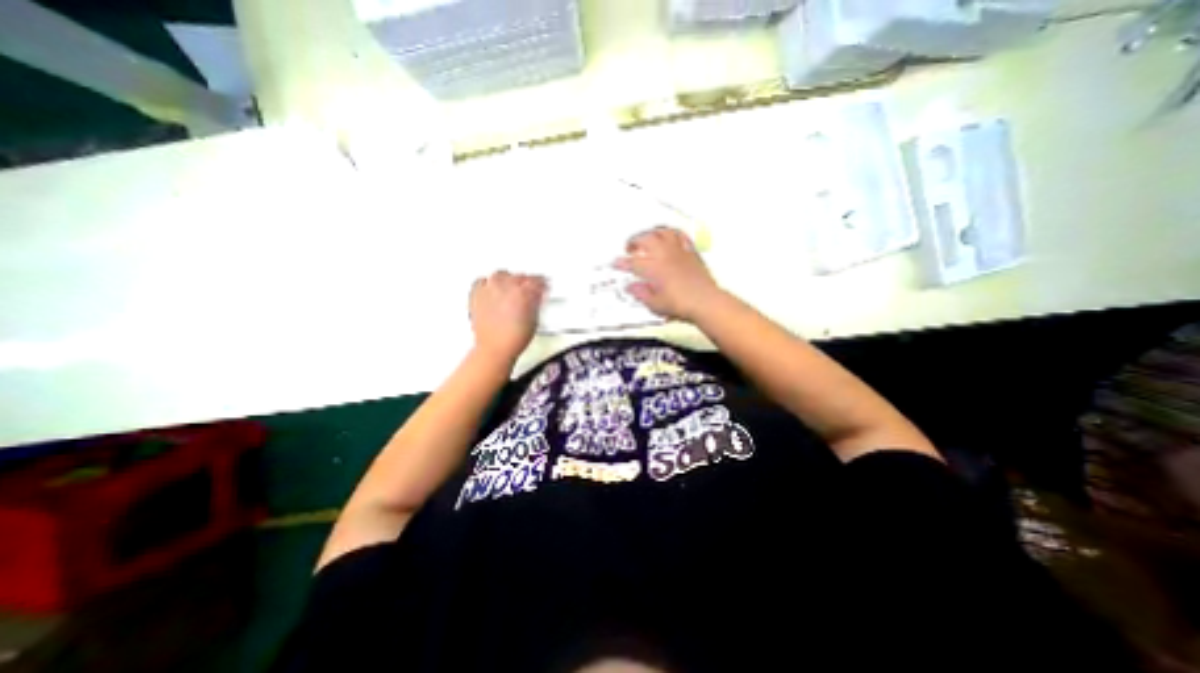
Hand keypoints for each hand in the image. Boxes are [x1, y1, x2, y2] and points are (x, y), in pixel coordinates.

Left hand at [469, 271, 547, 361]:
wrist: (495, 348)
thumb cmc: (513, 338)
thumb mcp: (535, 319)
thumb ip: (536, 302)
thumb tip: (535, 297)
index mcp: (524, 291)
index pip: (537, 280)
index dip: (541, 283)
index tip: (542, 285)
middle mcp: (506, 285)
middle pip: (519, 276)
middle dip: (525, 282)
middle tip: (527, 290)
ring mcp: (490, 289)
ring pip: (500, 275)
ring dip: (506, 280)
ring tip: (509, 289)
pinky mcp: (476, 294)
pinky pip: (481, 282)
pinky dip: (487, 284)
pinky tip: (491, 289)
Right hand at [614, 225, 716, 321]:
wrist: (705, 302)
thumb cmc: (682, 304)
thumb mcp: (655, 304)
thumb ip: (641, 293)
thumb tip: (631, 287)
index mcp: (654, 269)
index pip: (632, 263)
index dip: (621, 262)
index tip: (616, 263)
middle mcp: (665, 255)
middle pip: (645, 239)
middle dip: (634, 241)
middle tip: (629, 247)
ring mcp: (678, 251)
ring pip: (662, 232)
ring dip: (651, 233)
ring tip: (647, 237)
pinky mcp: (690, 252)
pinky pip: (680, 235)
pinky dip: (672, 233)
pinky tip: (669, 236)